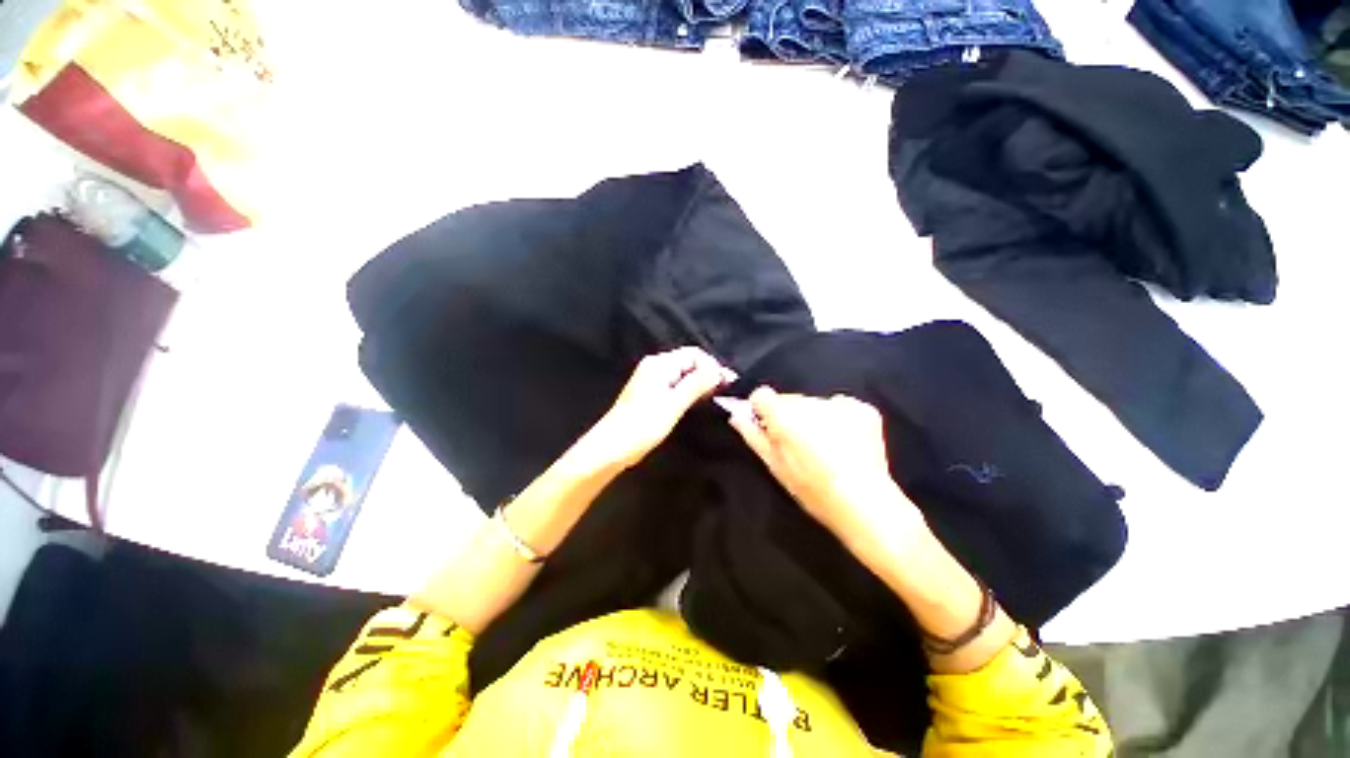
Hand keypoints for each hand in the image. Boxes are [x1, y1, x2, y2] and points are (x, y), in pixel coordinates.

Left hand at [580, 347, 734, 470]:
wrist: (610, 447)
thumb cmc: (642, 426)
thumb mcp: (673, 405)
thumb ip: (697, 385)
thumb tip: (719, 371)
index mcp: (659, 364)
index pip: (694, 354)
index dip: (712, 366)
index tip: (726, 384)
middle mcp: (654, 365)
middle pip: (688, 361)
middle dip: (707, 374)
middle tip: (722, 393)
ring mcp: (650, 378)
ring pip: (682, 373)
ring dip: (699, 383)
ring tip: (713, 398)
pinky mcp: (649, 391)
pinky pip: (674, 383)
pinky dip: (687, 390)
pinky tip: (695, 402)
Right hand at [727, 387, 924, 542]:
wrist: (864, 502)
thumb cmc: (811, 489)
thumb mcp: (775, 466)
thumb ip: (753, 436)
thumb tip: (737, 416)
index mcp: (784, 416)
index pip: (762, 395)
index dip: (763, 410)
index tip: (768, 426)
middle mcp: (809, 402)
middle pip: (790, 400)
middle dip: (791, 415)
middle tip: (800, 444)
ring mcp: (838, 403)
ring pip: (815, 403)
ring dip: (815, 417)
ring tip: (825, 446)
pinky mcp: (862, 408)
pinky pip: (841, 406)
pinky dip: (839, 419)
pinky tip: (846, 443)